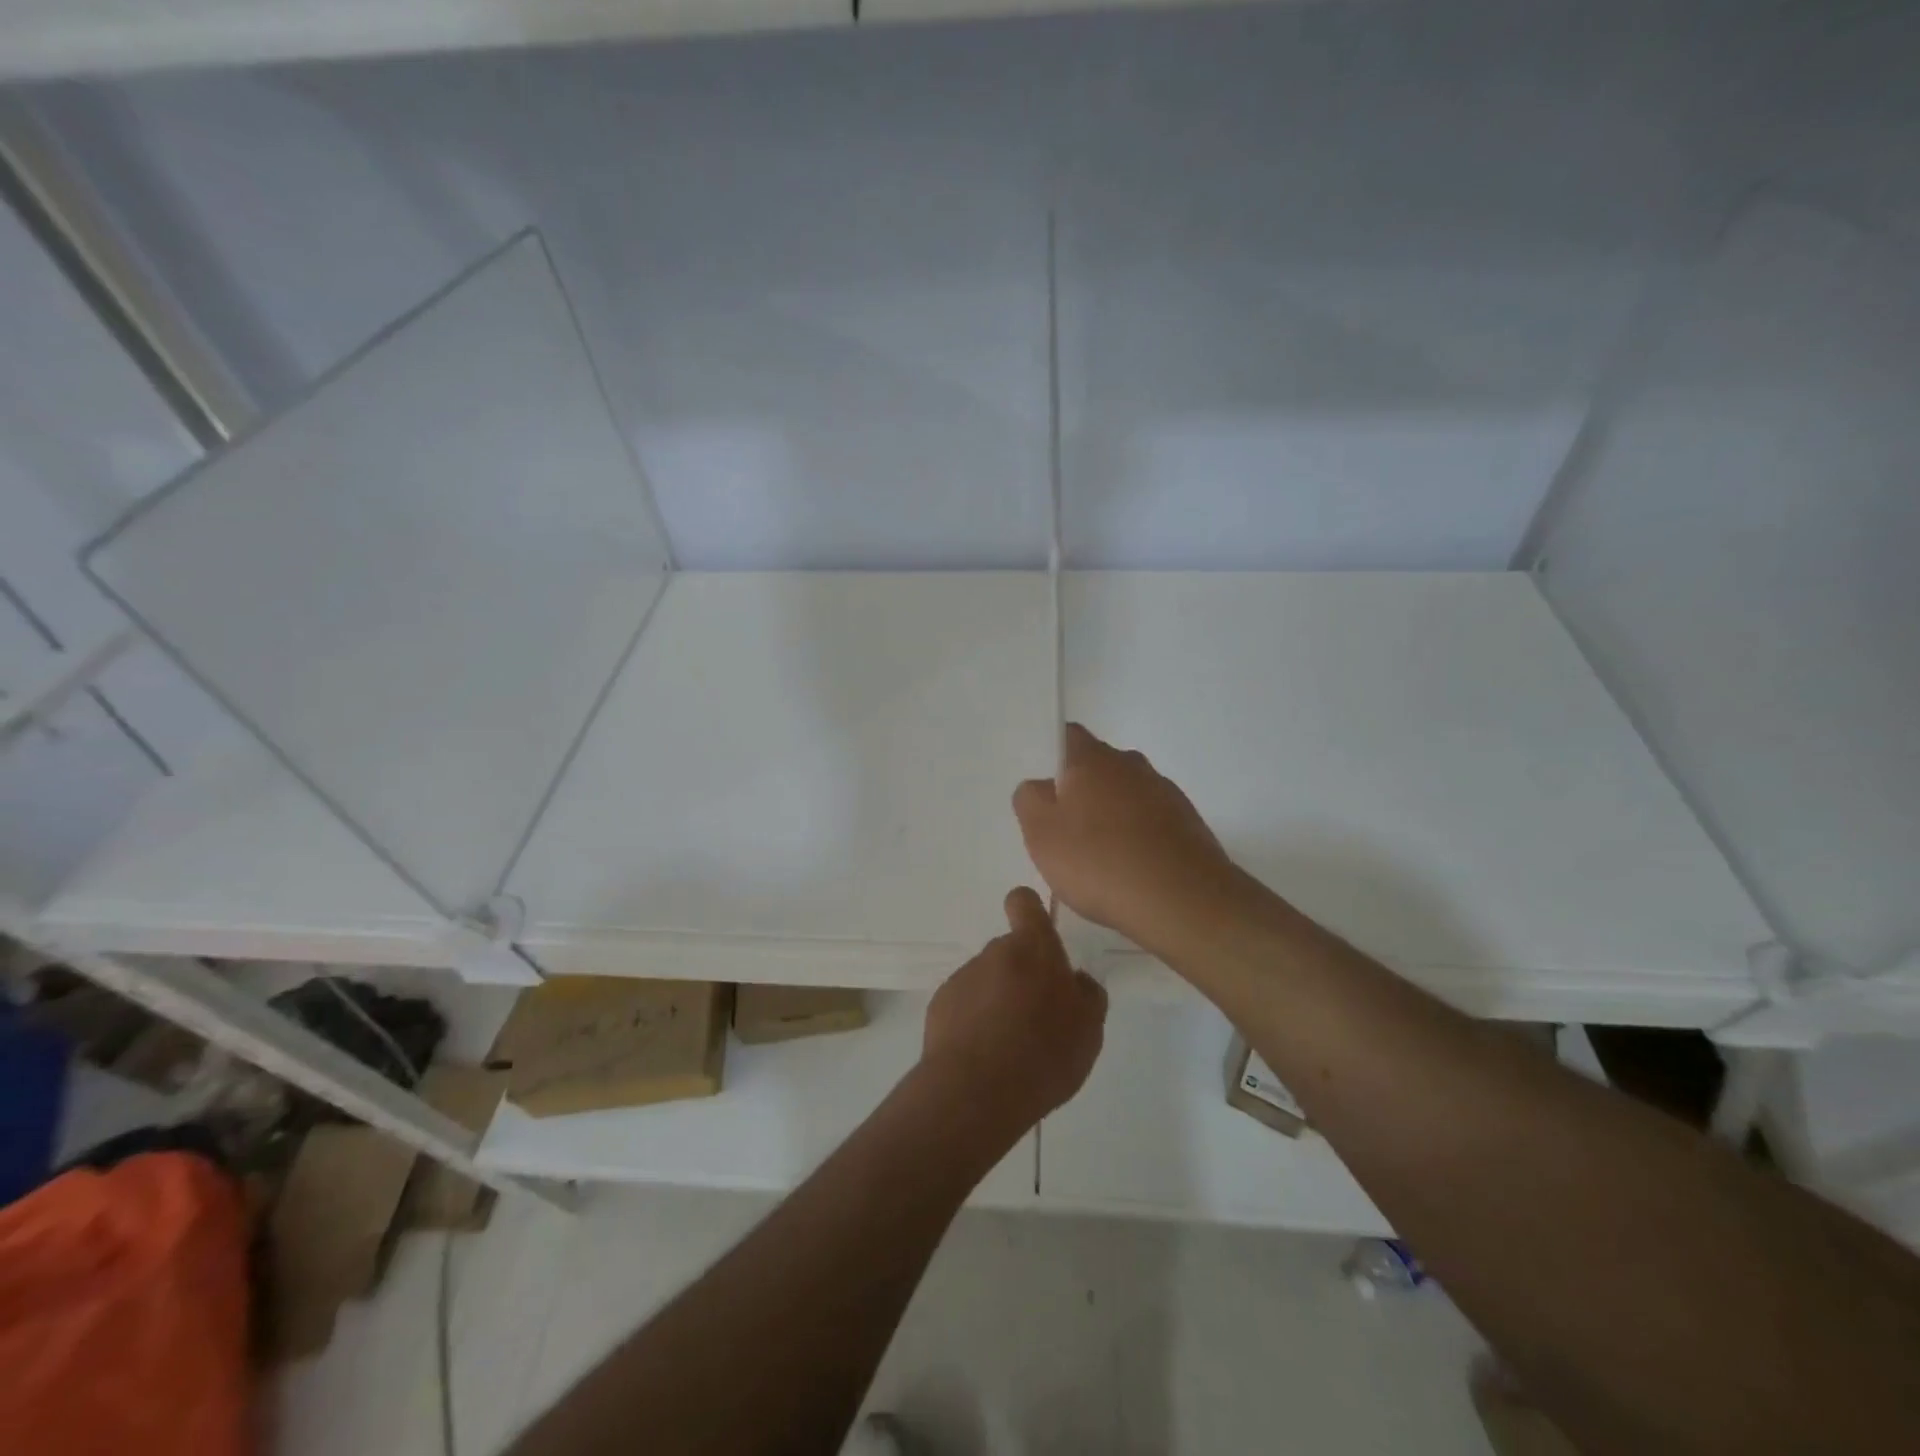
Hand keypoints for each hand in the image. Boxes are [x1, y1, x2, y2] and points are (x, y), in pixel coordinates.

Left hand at [921, 886, 1107, 1136]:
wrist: (976, 1092)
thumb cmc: (1044, 1053)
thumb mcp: (1089, 1029)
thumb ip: (1087, 995)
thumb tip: (1075, 979)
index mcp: (1033, 949)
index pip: (1024, 903)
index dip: (1030, 912)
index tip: (1038, 936)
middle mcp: (995, 952)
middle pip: (1011, 951)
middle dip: (1023, 975)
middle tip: (1038, 1019)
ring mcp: (963, 977)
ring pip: (988, 980)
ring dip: (999, 1001)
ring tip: (1012, 1047)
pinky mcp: (940, 1005)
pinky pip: (965, 1005)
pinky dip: (975, 1022)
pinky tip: (986, 1057)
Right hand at [1012, 723, 1239, 949]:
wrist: (1182, 899)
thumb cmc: (1099, 861)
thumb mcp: (1041, 833)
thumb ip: (1030, 800)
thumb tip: (1041, 787)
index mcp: (1092, 759)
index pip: (1068, 736)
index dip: (1053, 757)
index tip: (1044, 790)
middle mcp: (1131, 765)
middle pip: (1098, 768)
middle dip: (1081, 792)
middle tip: (1065, 832)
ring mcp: (1165, 792)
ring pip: (1127, 795)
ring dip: (1112, 817)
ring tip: (1100, 860)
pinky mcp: (1187, 822)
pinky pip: (1151, 821)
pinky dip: (1138, 838)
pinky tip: (1131, 872)